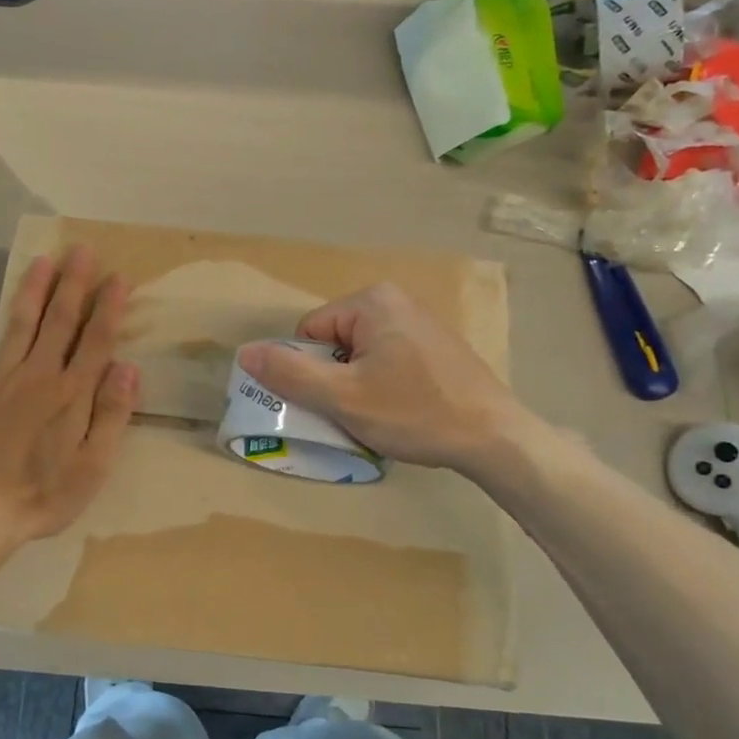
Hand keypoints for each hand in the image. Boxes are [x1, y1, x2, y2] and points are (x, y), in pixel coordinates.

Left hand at [0, 246, 138, 548]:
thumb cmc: (42, 496)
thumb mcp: (93, 467)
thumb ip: (112, 415)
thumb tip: (129, 367)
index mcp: (71, 394)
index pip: (96, 340)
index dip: (108, 307)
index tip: (117, 276)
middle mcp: (36, 376)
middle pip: (58, 321)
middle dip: (73, 284)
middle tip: (81, 250)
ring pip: (19, 325)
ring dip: (32, 291)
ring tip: (42, 261)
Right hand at [236, 283, 522, 471]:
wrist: (494, 437)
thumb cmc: (414, 413)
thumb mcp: (342, 398)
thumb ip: (289, 374)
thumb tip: (244, 352)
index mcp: (371, 301)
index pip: (309, 333)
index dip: (310, 372)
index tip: (334, 401)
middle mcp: (397, 300)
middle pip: (335, 343)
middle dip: (336, 379)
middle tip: (355, 412)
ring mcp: (421, 322)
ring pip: (361, 356)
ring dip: (358, 386)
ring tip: (381, 415)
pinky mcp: (437, 346)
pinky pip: (388, 360)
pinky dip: (384, 385)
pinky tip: (404, 410)